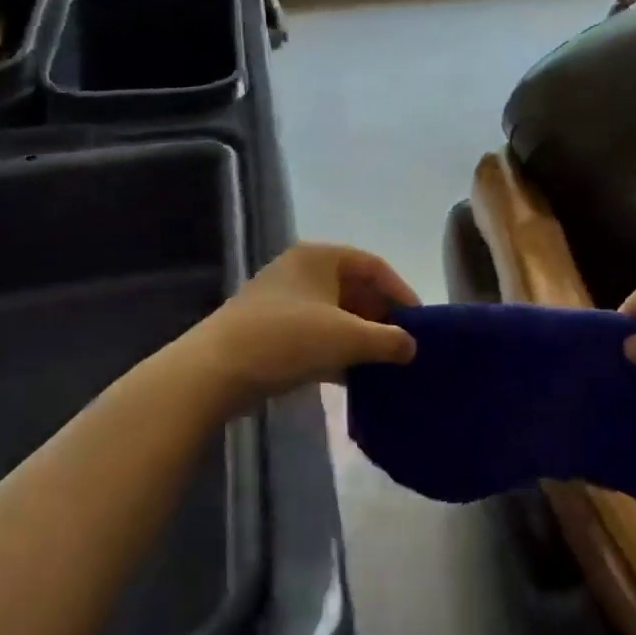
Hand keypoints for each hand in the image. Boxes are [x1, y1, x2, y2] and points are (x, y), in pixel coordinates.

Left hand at [201, 243, 417, 404]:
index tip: (419, 323)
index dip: (401, 292)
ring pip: (335, 314)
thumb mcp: (347, 338)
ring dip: (360, 337)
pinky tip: (353, 377)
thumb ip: (388, 340)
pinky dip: (336, 350)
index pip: (374, 266)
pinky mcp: (271, 329)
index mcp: (320, 257)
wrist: (216, 370)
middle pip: (354, 289)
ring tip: (383, 364)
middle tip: (402, 346)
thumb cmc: (288, 339)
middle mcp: (301, 271)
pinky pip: (315, 334)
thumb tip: (412, 346)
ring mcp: (283, 300)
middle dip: (380, 318)